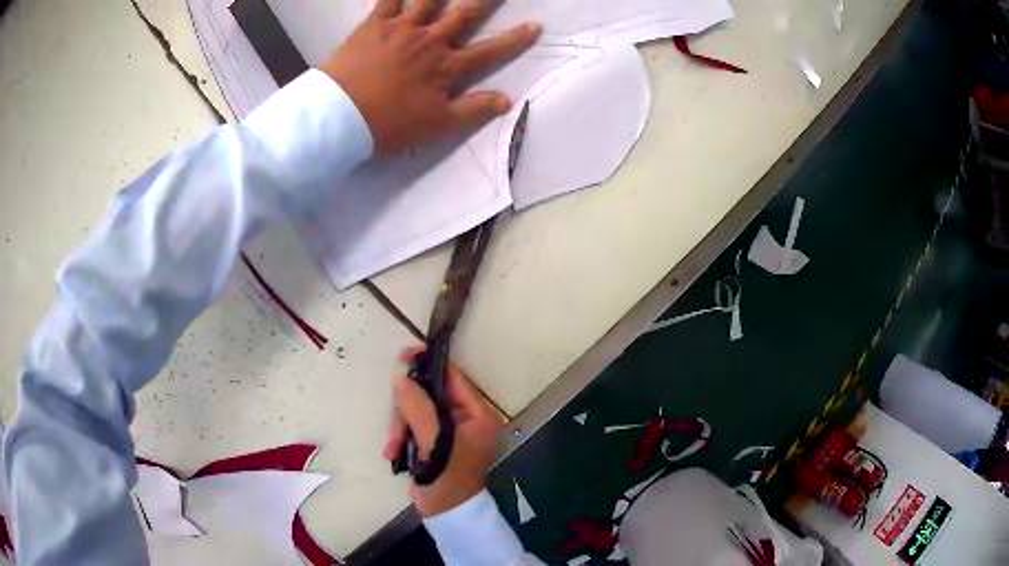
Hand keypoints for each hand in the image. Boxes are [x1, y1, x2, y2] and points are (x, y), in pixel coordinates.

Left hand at [320, 0, 540, 154]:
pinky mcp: (375, 24)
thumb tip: (507, 100)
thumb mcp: (436, 126)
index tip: (535, 26)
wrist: (339, 117)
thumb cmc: (388, 125)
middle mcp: (430, 41)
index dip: (514, 40)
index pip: (489, 51)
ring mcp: (402, 28)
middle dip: (485, 1)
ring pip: (430, 0)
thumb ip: (473, 111)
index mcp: (446, 67)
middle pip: (465, 15)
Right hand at [383, 349, 502, 516]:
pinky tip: (394, 453)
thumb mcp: (434, 441)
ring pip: (417, 411)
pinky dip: (402, 437)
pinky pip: (413, 426)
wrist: (444, 513)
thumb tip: (402, 378)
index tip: (406, 355)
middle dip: (408, 411)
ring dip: (401, 427)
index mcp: (478, 415)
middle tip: (397, 426)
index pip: (454, 379)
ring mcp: (449, 431)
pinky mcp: (434, 442)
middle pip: (430, 395)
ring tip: (394, 447)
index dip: (430, 365)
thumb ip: (418, 408)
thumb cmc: (448, 477)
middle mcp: (467, 420)